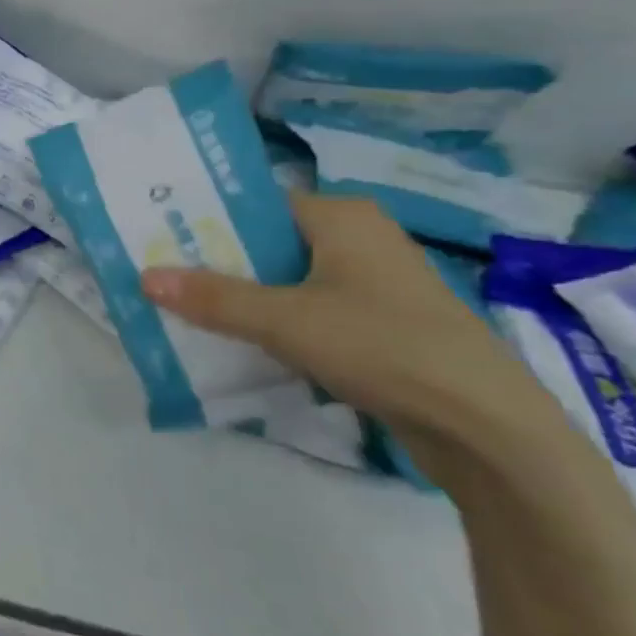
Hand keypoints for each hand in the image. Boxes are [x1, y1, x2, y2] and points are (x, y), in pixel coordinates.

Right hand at [140, 192, 549, 451]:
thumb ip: (214, 299)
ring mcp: (377, 284)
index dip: (208, 223)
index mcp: (342, 216)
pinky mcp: (385, 325)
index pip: (257, 205)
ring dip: (249, 300)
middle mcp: (361, 238)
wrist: (490, 430)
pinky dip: (282, 325)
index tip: (164, 244)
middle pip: (270, 244)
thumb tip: (145, 277)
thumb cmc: (384, 347)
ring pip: (291, 282)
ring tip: (195, 316)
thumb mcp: (286, 321)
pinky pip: (315, 312)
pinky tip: (250, 347)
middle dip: (222, 267)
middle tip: (169, 283)